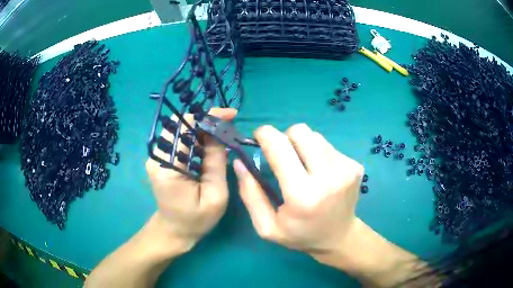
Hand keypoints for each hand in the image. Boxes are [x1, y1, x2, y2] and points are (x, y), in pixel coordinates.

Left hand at [146, 108, 236, 252]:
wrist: (175, 231)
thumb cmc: (195, 220)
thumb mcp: (215, 196)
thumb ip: (216, 163)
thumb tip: (220, 133)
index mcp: (167, 166)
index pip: (185, 128)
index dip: (208, 117)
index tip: (231, 115)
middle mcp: (157, 157)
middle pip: (181, 125)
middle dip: (207, 121)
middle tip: (229, 125)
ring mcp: (157, 157)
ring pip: (181, 130)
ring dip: (203, 128)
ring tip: (224, 134)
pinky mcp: (162, 160)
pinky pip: (180, 141)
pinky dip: (197, 138)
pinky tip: (211, 144)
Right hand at [233, 124, 363, 256]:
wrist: (339, 237)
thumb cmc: (300, 235)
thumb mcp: (267, 226)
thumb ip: (250, 194)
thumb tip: (239, 161)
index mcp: (302, 195)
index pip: (280, 147)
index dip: (265, 135)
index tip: (258, 137)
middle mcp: (328, 176)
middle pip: (300, 132)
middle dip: (284, 138)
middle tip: (282, 155)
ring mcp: (346, 168)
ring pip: (314, 136)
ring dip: (302, 146)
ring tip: (303, 167)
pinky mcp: (355, 165)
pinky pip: (327, 145)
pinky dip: (317, 153)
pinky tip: (319, 173)